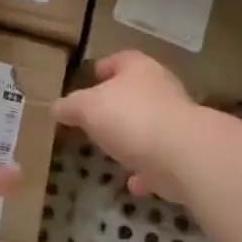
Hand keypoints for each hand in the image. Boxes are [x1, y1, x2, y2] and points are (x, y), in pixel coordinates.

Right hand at [53, 52, 197, 201]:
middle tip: (95, 116)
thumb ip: (70, 106)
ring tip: (112, 149)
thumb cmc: (130, 118)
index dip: (105, 66)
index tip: (92, 76)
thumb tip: (56, 107)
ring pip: (150, 126)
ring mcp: (177, 123)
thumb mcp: (86, 108)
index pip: (121, 59)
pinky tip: (132, 183)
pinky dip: (146, 170)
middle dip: (118, 104)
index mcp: (139, 70)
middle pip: (138, 92)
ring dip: (134, 138)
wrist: (183, 155)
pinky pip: (159, 161)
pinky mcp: (185, 155)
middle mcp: (162, 90)